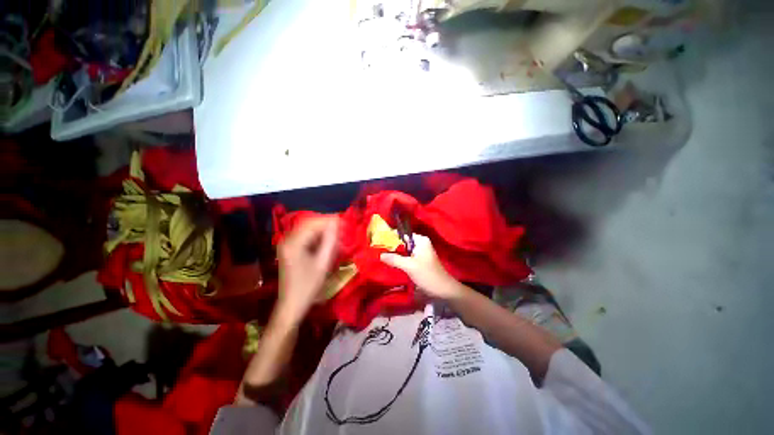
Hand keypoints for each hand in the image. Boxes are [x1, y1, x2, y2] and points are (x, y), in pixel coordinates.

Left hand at [276, 217, 338, 324]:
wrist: (292, 305)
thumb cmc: (308, 286)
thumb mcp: (323, 263)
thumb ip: (330, 240)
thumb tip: (337, 223)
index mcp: (293, 243)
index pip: (313, 223)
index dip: (329, 221)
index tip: (345, 222)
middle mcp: (287, 240)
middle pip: (310, 225)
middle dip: (327, 227)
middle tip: (343, 232)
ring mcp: (287, 245)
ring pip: (309, 231)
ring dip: (324, 233)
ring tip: (338, 239)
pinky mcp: (290, 250)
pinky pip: (306, 239)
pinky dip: (318, 240)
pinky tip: (328, 246)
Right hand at [380, 234, 463, 300]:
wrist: (443, 290)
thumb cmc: (428, 275)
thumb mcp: (409, 266)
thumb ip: (395, 259)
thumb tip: (380, 255)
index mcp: (421, 240)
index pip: (402, 235)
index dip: (391, 238)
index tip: (379, 242)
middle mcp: (421, 243)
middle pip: (403, 242)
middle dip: (392, 247)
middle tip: (378, 250)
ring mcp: (420, 252)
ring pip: (404, 251)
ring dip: (395, 254)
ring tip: (381, 256)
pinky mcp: (419, 261)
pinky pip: (407, 257)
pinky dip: (400, 260)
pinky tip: (391, 263)